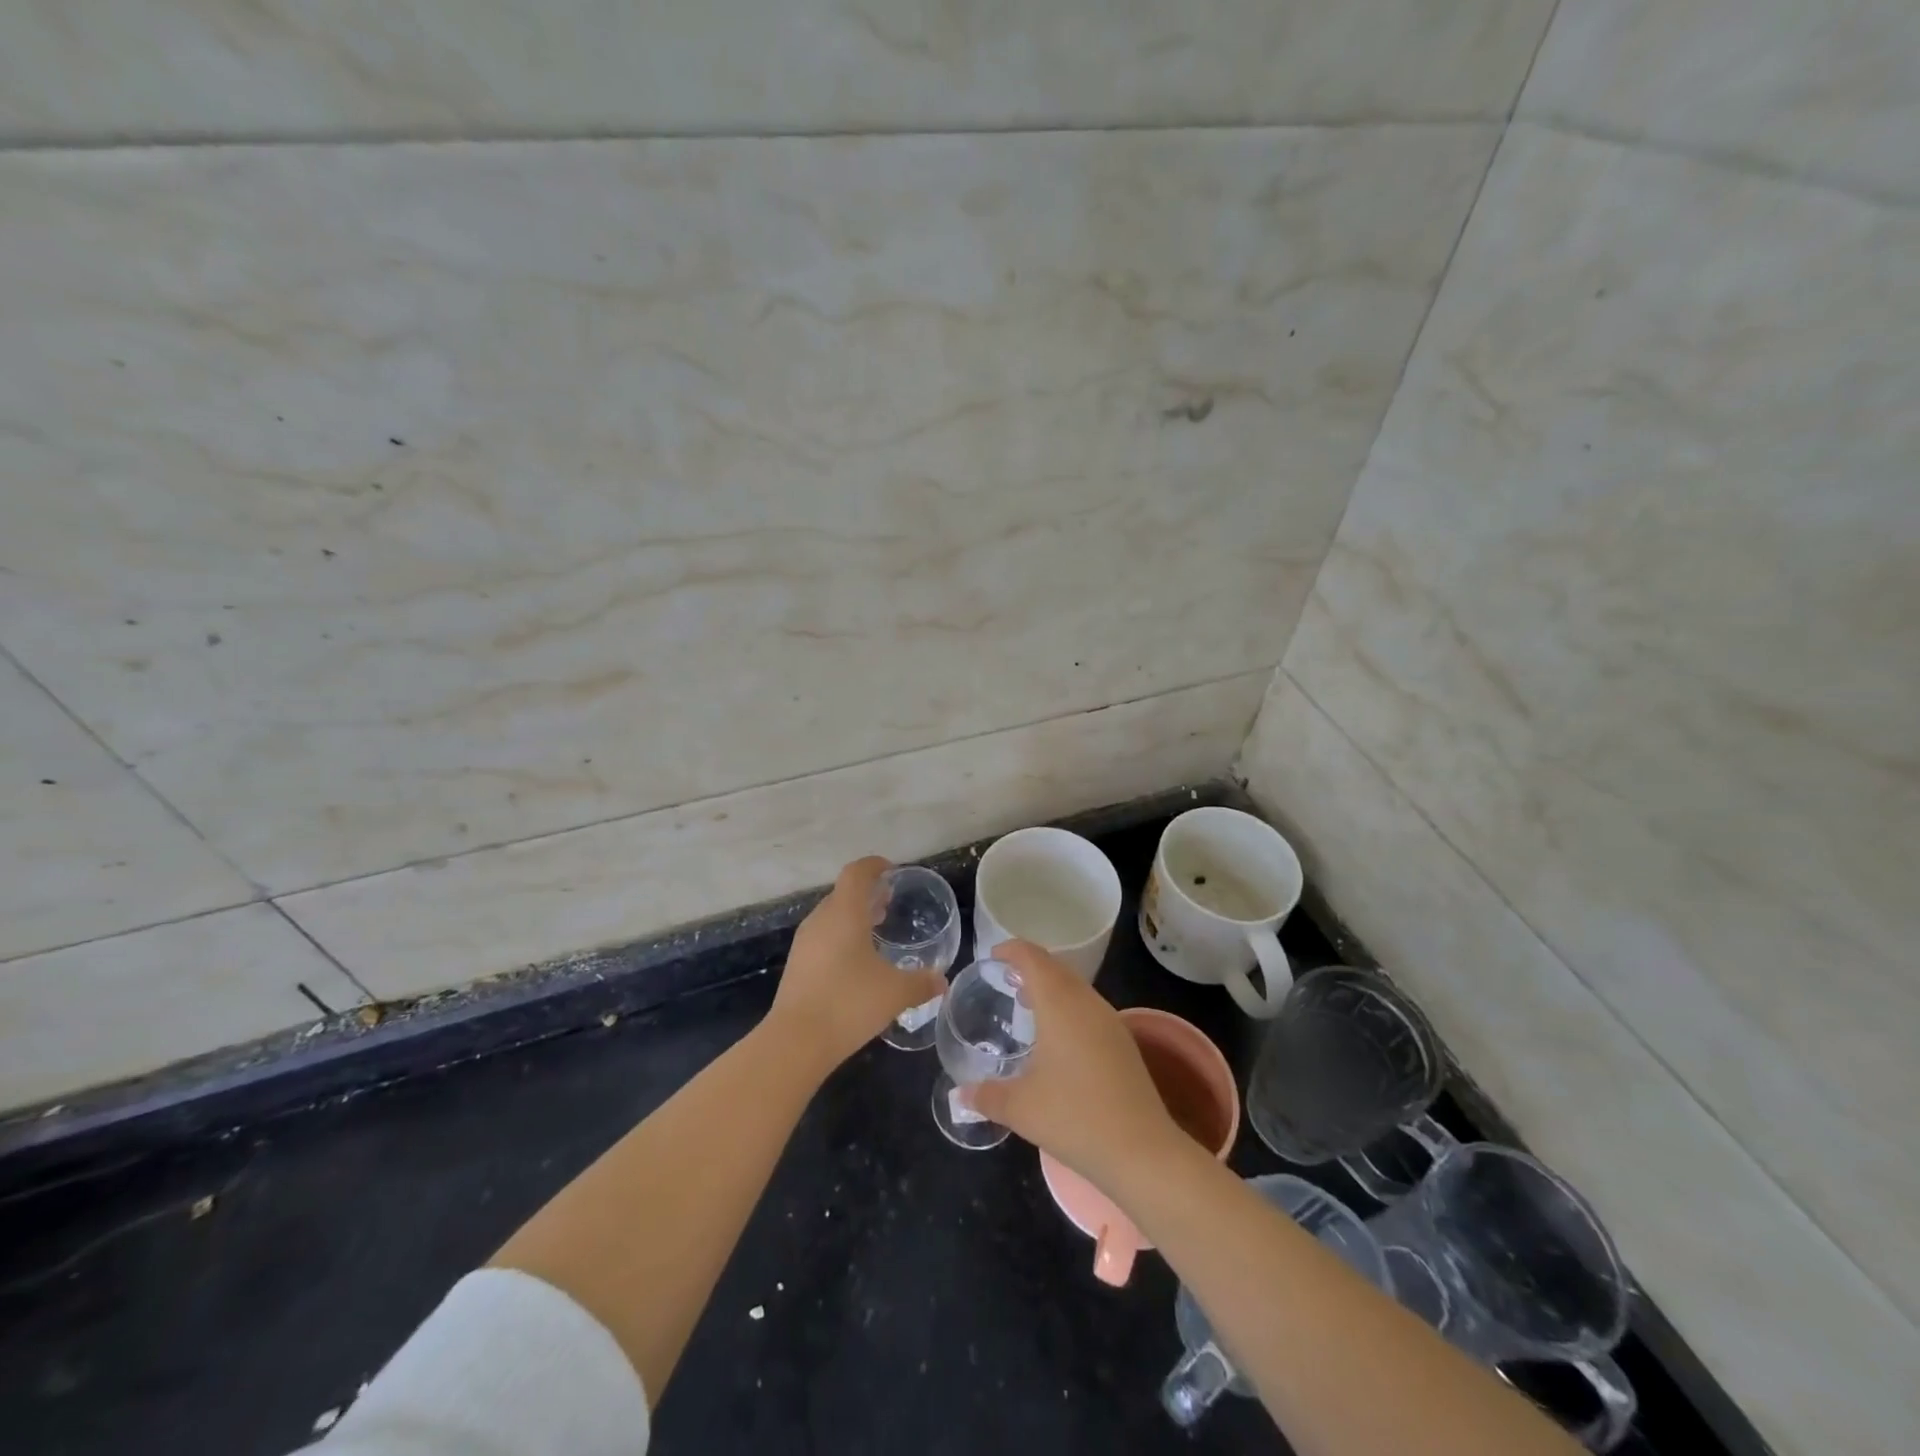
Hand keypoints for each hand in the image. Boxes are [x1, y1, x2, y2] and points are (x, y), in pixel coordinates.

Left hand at [769, 857, 947, 1073]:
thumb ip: (922, 983)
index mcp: (844, 912)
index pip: (857, 873)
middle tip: (889, 903)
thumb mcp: (895, 992)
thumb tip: (942, 981)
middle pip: (843, 893)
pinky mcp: (797, 965)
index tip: (892, 871)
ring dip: (853, 916)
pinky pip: (823, 937)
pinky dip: (841, 937)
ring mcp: (805, 943)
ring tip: (876, 929)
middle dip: (866, 894)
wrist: (796, 1042)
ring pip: (831, 916)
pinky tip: (857, 962)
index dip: (874, 866)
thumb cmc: (849, 1003)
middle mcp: (821, 920)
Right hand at [966, 941, 1183, 1190]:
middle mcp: (1086, 1002)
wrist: (1142, 1150)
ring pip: (1075, 987)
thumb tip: (960, 1094)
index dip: (1011, 950)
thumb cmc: (1074, 1117)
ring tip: (1027, 1004)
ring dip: (1051, 987)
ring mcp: (1110, 1021)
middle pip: (1056, 967)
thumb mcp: (1021, 1108)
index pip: (1033, 958)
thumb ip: (987, 1096)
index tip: (992, 956)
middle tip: (1005, 979)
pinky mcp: (1123, 1042)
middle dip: (1030, 966)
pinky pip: (1088, 1007)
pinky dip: (1067, 1006)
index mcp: (1059, 1004)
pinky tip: (1057, 1036)